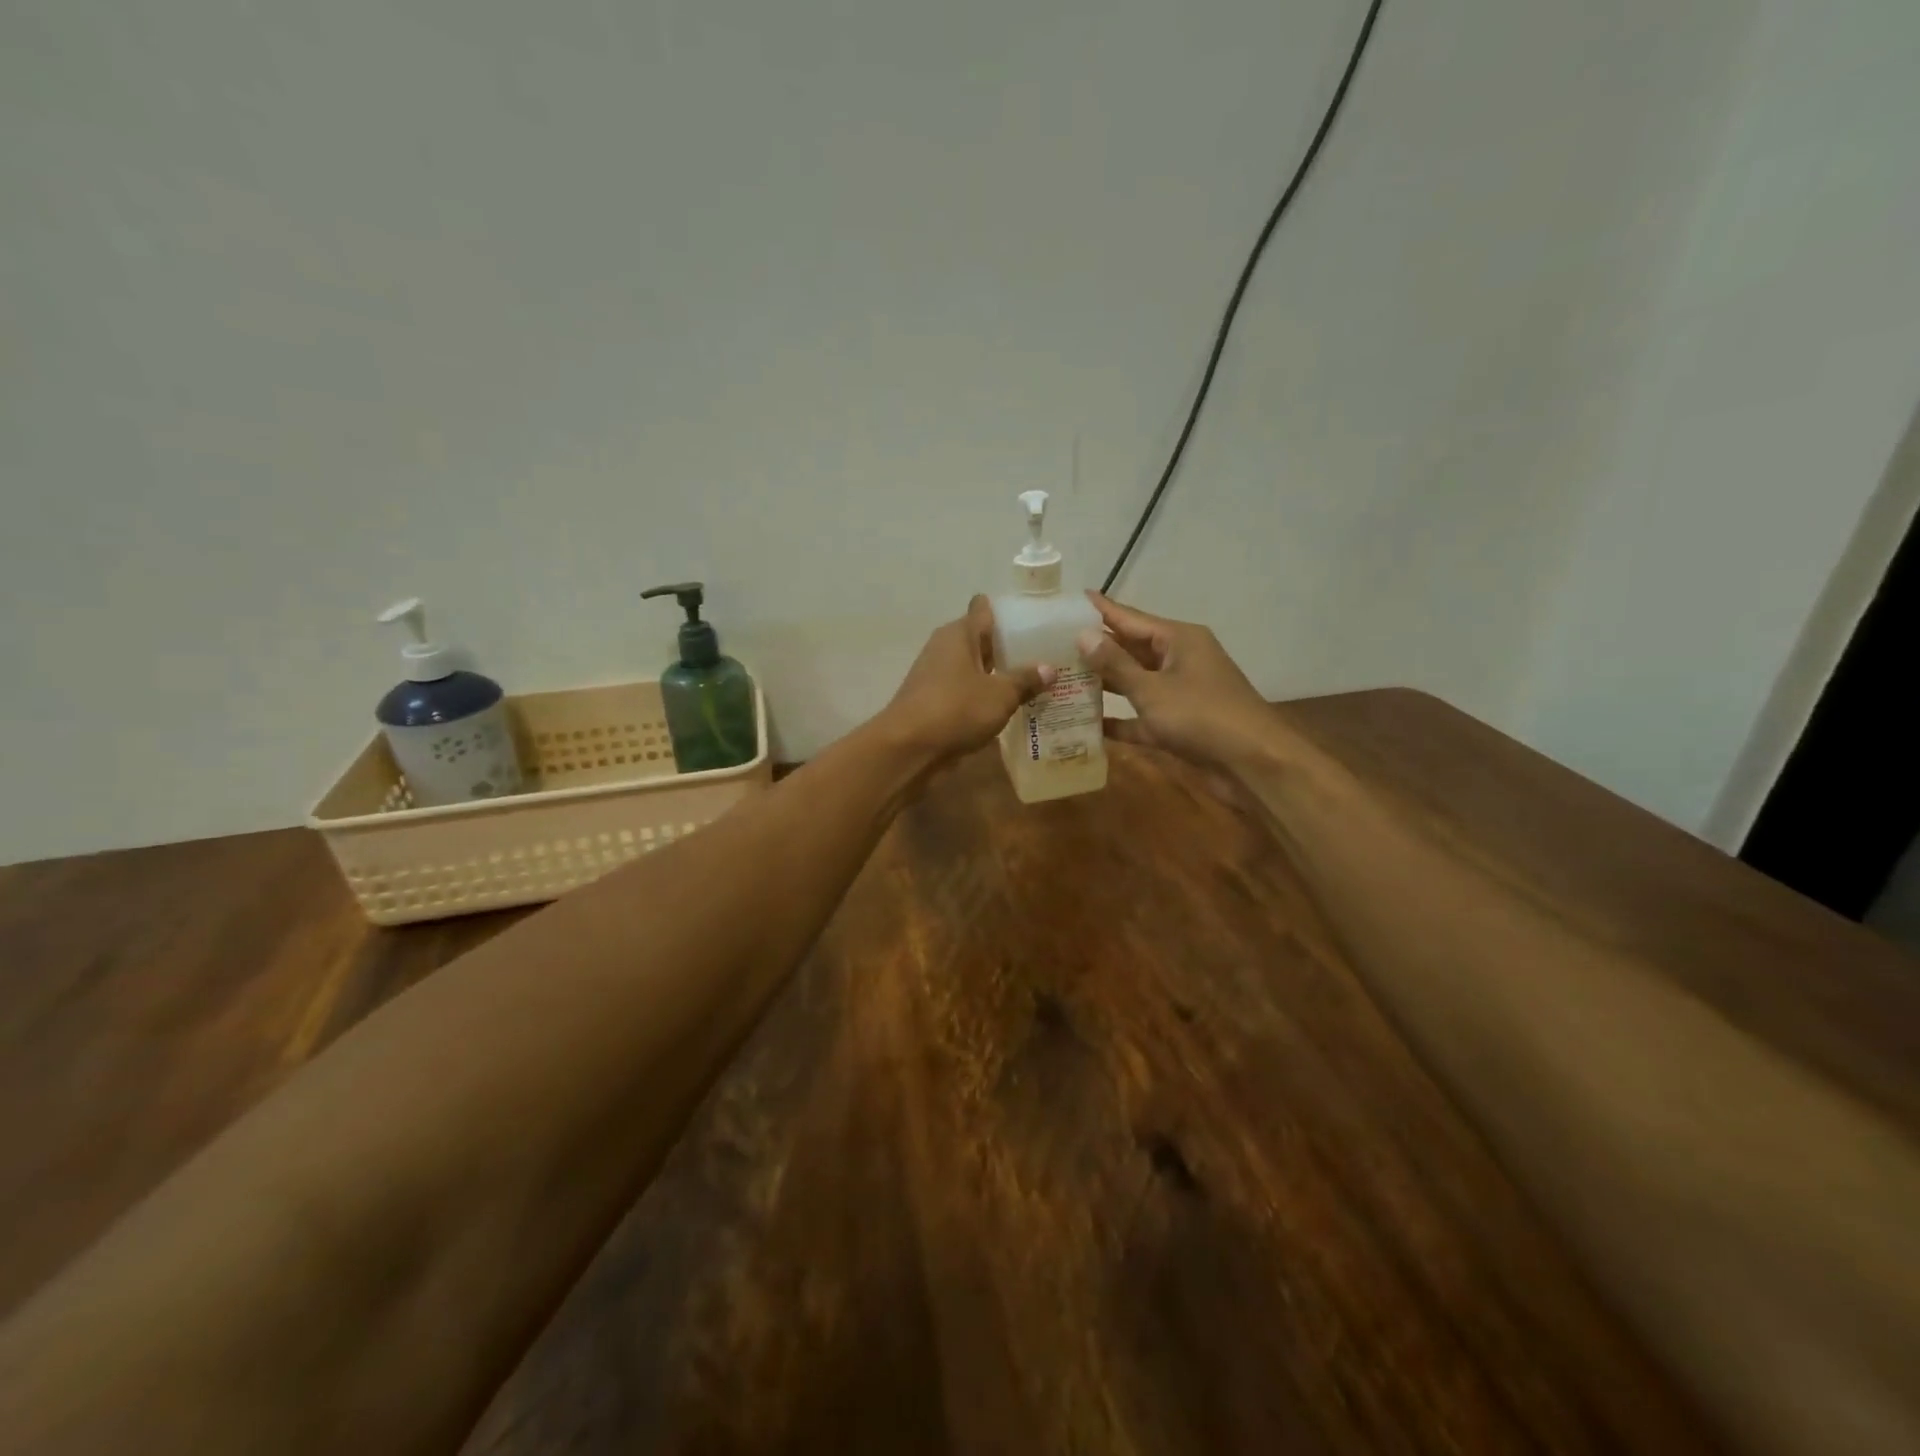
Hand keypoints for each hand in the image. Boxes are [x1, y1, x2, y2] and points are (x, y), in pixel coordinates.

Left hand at [881, 596, 1055, 765]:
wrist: (909, 749)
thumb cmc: (956, 709)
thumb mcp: (1000, 695)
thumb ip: (1026, 680)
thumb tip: (1049, 669)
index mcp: (959, 633)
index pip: (984, 608)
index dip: (1009, 612)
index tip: (1036, 621)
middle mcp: (946, 648)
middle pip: (983, 639)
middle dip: (1012, 648)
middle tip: (1049, 656)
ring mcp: (938, 676)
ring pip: (977, 668)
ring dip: (1001, 676)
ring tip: (1038, 683)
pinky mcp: (936, 702)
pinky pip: (968, 692)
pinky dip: (987, 696)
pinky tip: (1013, 707)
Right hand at [1076, 592, 1276, 772]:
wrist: (1252, 764)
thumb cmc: (1202, 716)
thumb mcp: (1152, 689)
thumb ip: (1116, 664)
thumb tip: (1083, 634)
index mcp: (1179, 639)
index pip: (1131, 618)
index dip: (1101, 609)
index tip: (1072, 599)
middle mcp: (1179, 660)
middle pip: (1131, 649)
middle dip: (1096, 649)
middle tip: (1055, 644)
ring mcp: (1180, 693)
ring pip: (1135, 683)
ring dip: (1104, 684)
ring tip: (1063, 679)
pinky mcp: (1178, 724)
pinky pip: (1141, 717)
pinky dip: (1119, 720)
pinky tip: (1087, 725)